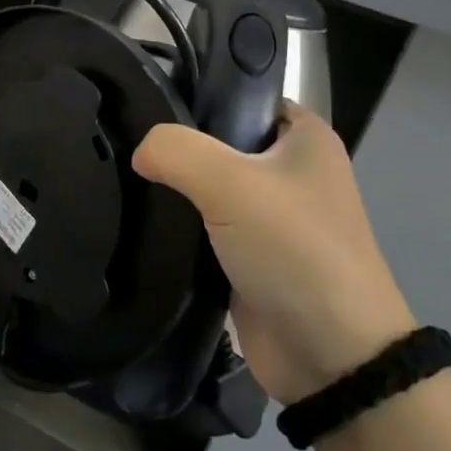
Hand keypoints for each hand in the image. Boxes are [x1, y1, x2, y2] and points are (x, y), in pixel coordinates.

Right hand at [133, 103, 414, 403]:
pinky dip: (177, 226)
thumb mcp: (231, 183)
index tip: (144, 100)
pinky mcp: (248, 256)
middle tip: (123, 141)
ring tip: (120, 176)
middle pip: (218, 140)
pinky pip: (203, 226)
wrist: (330, 356)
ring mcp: (269, 216)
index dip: (196, 94)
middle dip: (175, 145)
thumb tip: (139, 151)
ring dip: (172, 189)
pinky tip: (138, 218)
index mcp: (304, 136)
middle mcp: (289, 170)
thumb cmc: (294, 249)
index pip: (240, 95)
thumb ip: (176, 151)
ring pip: (206, 186)